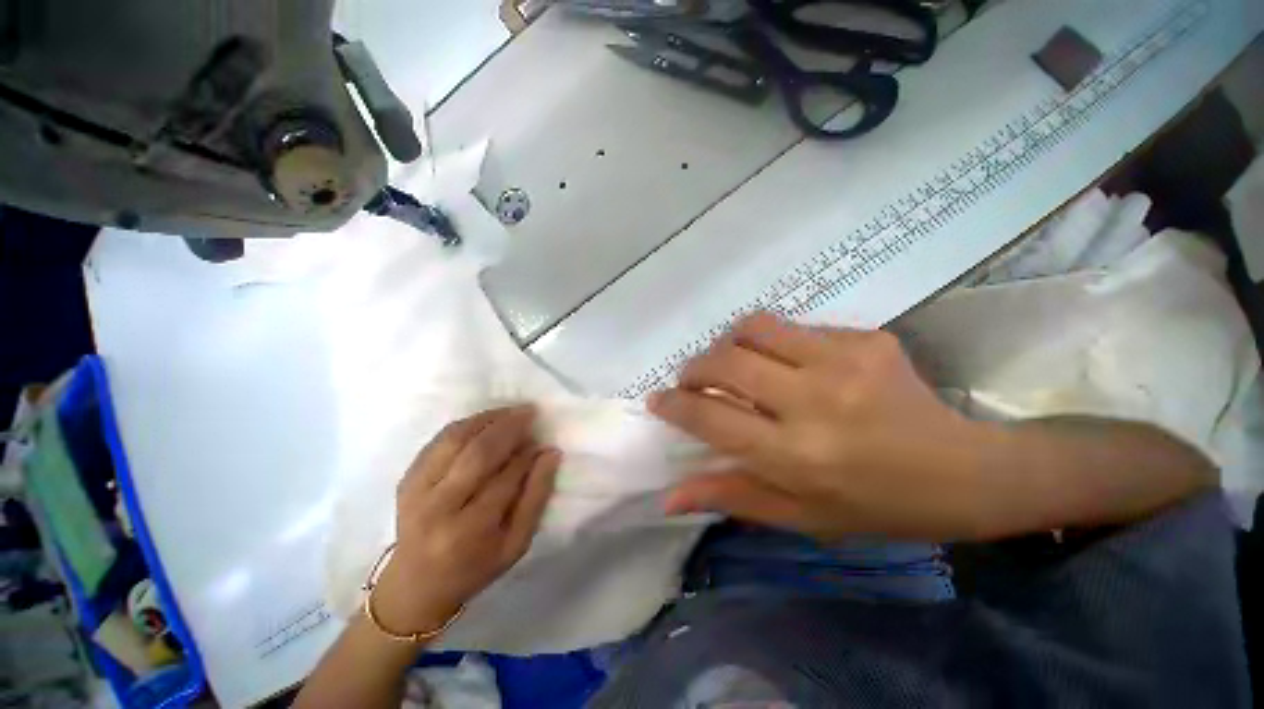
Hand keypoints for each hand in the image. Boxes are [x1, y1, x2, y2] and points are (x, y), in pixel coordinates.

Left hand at [371, 406, 559, 632]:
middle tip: (529, 412)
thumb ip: (536, 497)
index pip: (505, 478)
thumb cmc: (474, 568)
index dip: (527, 455)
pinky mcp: (407, 478)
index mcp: (469, 530)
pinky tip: (485, 420)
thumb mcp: (516, 544)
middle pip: (477, 452)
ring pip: (455, 439)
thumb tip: (550, 453)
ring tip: (511, 412)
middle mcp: (438, 506)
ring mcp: (417, 489)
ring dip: (487, 419)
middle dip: (508, 427)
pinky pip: (439, 440)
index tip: (542, 443)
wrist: (415, 584)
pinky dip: (465, 425)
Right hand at [649, 312, 993, 540]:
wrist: (964, 471)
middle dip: (694, 368)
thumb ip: (730, 496)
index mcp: (796, 456)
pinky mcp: (865, 338)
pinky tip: (789, 364)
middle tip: (693, 380)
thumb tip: (670, 496)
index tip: (659, 400)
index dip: (675, 405)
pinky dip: (774, 344)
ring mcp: (843, 361)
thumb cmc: (875, 505)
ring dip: (729, 344)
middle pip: (725, 361)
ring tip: (734, 363)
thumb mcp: (799, 516)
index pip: (710, 417)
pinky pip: (795, 328)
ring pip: (754, 327)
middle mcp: (814, 402)